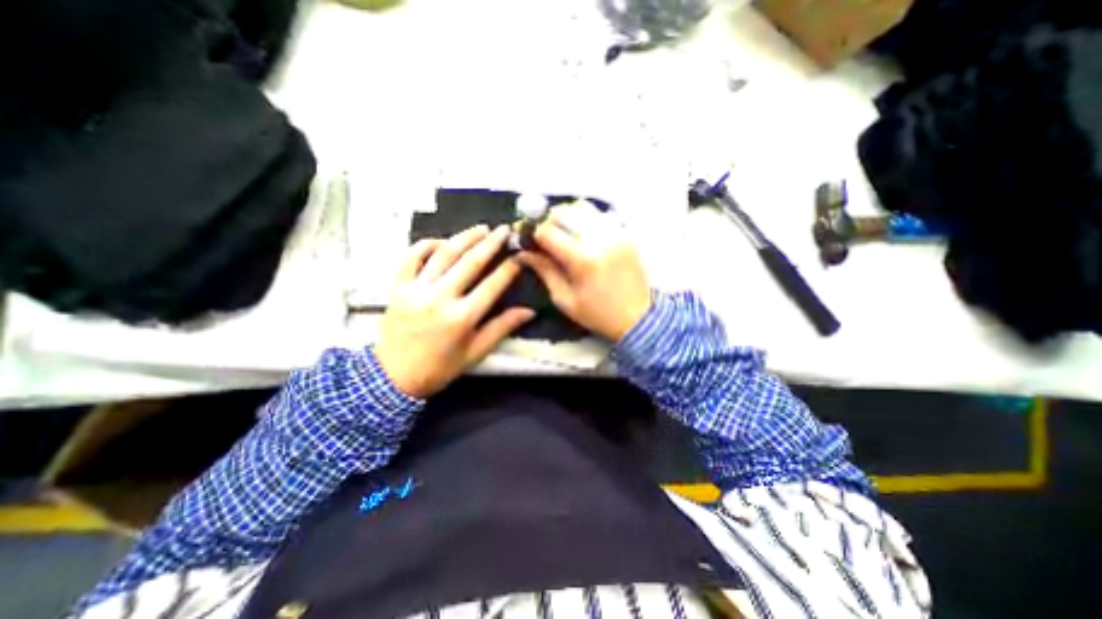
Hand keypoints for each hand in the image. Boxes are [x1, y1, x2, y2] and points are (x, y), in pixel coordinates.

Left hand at [376, 226, 536, 395]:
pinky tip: (441, 241)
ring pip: (443, 254)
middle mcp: (440, 298)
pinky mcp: (397, 287)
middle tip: (503, 229)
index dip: (509, 268)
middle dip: (490, 243)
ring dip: (464, 237)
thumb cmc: (440, 367)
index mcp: (462, 317)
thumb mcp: (476, 352)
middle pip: (470, 262)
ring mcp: (416, 289)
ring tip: (480, 228)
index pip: (492, 285)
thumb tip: (529, 311)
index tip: (520, 255)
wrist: (394, 377)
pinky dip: (426, 245)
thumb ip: (502, 327)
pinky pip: (411, 257)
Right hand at [520, 201, 648, 340]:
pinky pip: (600, 214)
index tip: (525, 238)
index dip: (531, 232)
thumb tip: (522, 253)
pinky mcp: (625, 233)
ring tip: (562, 231)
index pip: (547, 231)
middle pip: (564, 212)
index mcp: (582, 260)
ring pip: (582, 206)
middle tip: (542, 234)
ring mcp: (615, 233)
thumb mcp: (564, 299)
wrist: (637, 317)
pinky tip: (582, 233)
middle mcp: (599, 239)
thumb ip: (544, 271)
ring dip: (566, 215)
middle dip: (547, 220)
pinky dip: (585, 217)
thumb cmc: (597, 314)